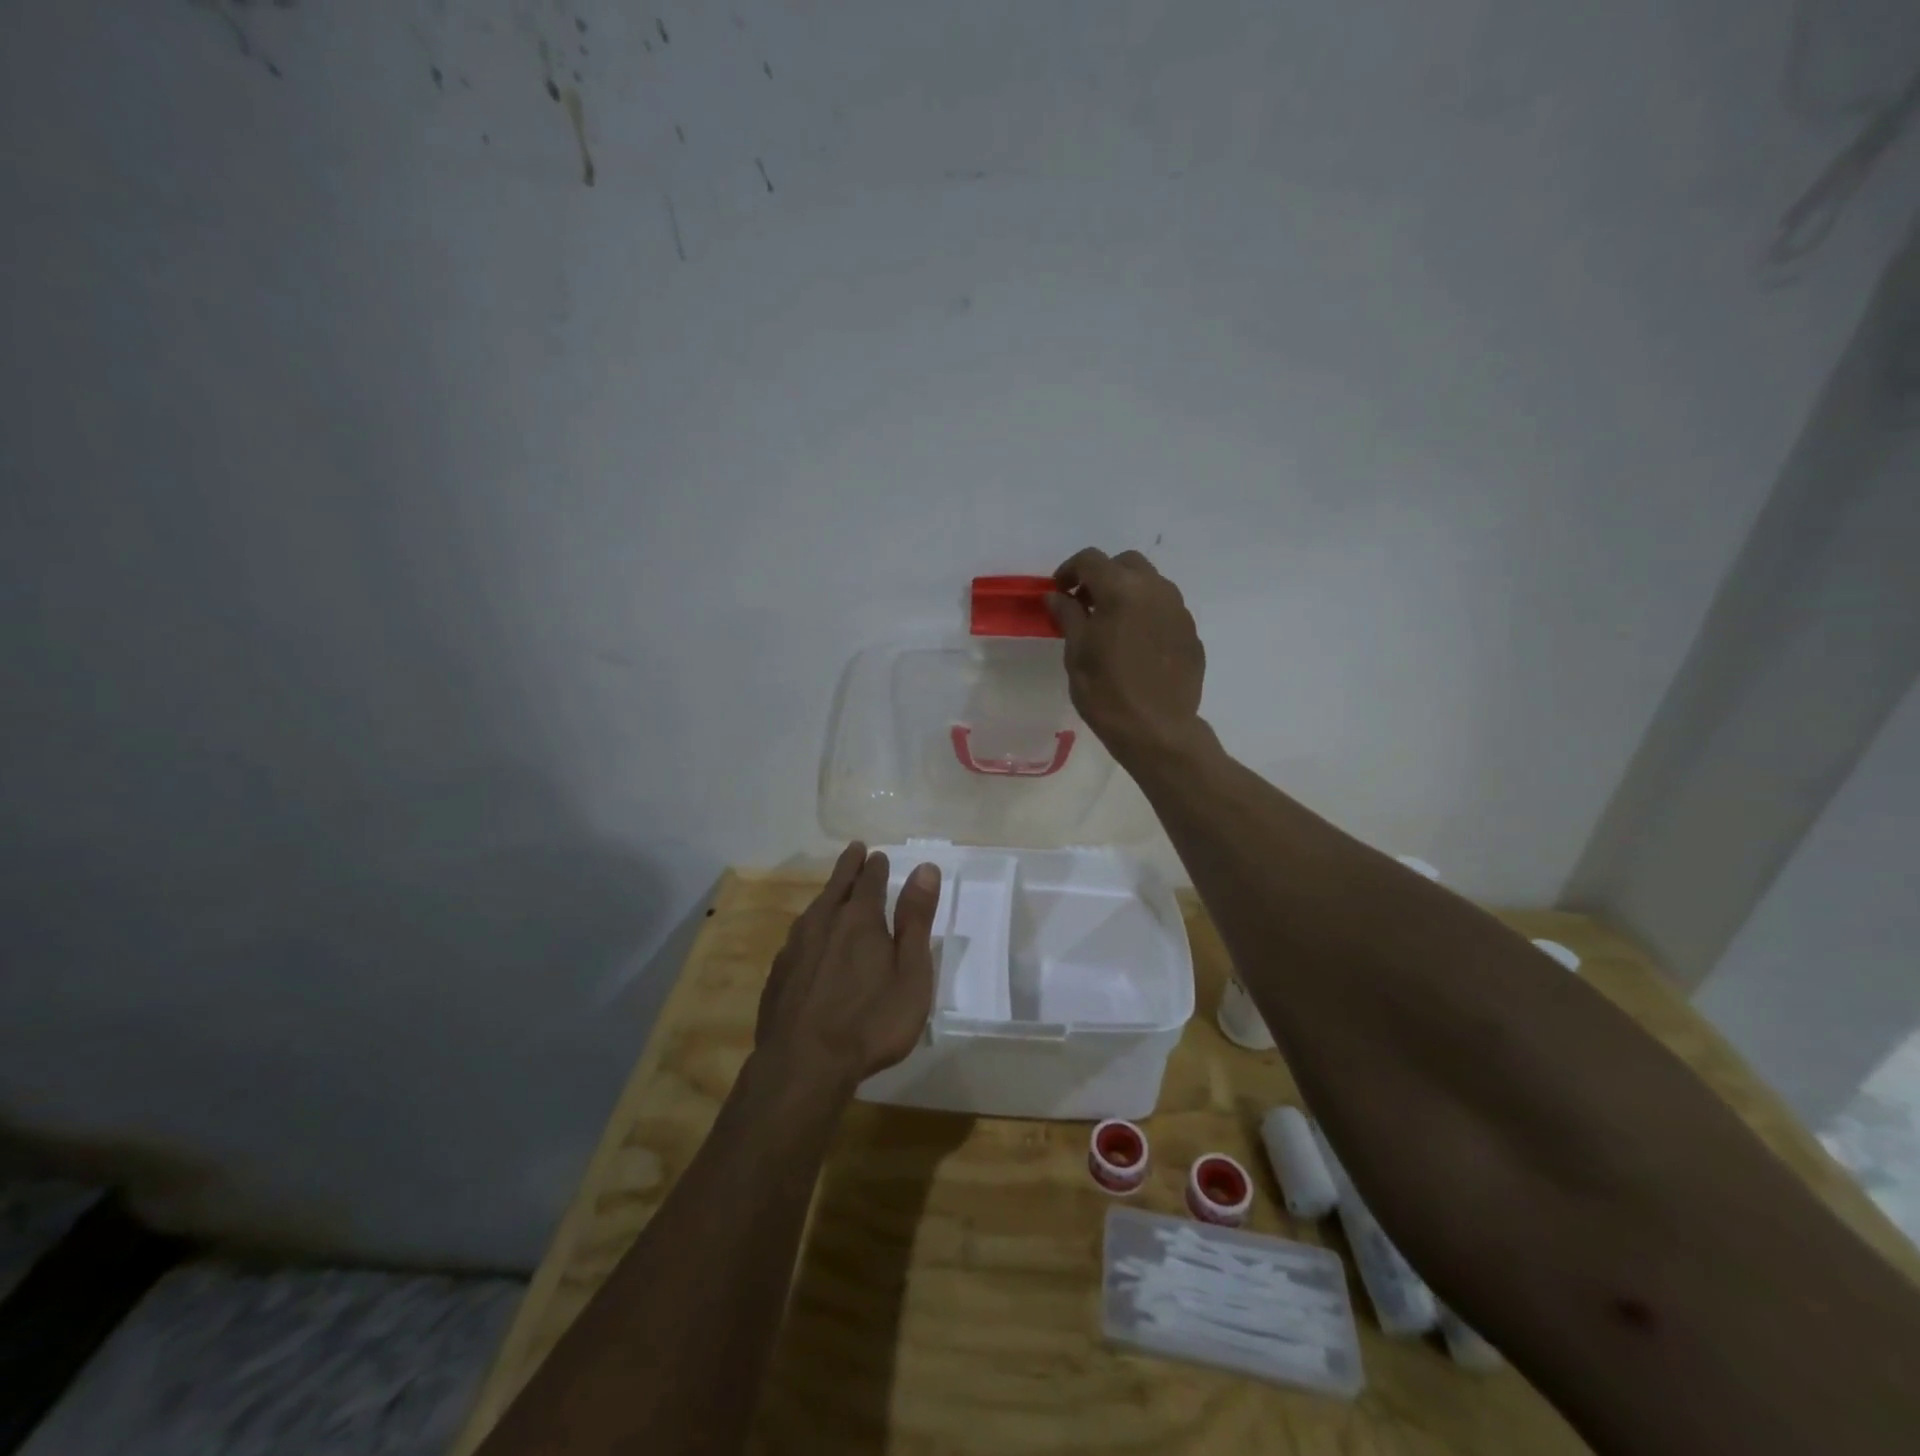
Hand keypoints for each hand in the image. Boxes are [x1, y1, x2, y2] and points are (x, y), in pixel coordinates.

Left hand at [754, 843, 941, 1095]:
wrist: (803, 1065)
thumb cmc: (871, 1021)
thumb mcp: (911, 972)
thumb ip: (916, 919)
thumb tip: (924, 868)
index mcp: (860, 919)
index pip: (870, 880)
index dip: (876, 867)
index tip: (878, 855)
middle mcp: (823, 923)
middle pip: (838, 886)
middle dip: (849, 867)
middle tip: (855, 850)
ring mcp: (795, 948)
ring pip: (814, 909)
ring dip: (828, 895)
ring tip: (835, 891)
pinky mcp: (779, 974)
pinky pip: (798, 937)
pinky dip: (811, 927)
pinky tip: (811, 940)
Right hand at [1048, 548, 1206, 767]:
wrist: (1157, 731)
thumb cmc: (1106, 693)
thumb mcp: (1076, 653)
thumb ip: (1068, 615)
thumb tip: (1058, 595)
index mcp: (1121, 590)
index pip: (1090, 559)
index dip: (1069, 570)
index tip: (1059, 592)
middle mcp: (1155, 590)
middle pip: (1125, 563)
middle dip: (1102, 575)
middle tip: (1085, 604)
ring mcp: (1179, 610)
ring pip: (1150, 583)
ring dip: (1127, 592)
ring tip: (1111, 623)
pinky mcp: (1191, 632)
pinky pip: (1165, 609)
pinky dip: (1147, 613)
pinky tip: (1136, 644)